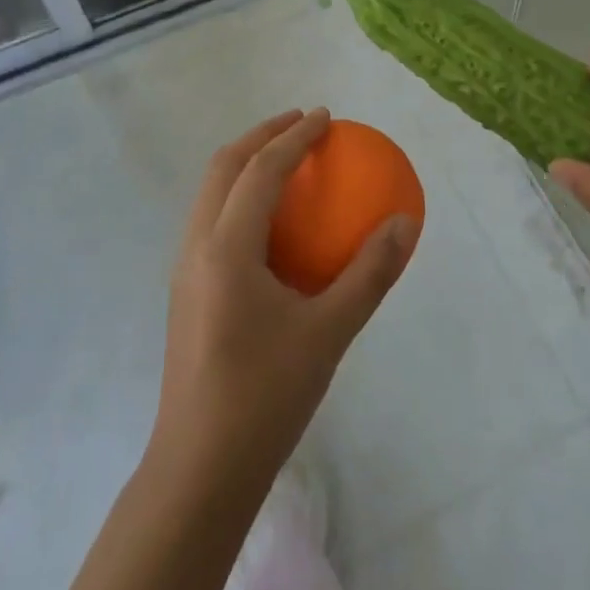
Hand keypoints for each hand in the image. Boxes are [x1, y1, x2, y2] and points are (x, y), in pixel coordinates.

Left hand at [150, 108, 418, 493]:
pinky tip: (270, 222)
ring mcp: (184, 269)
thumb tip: (405, 223)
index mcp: (226, 248)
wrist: (200, 471)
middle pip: (223, 167)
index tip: (326, 118)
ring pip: (210, 191)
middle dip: (261, 135)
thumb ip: (369, 273)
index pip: (260, 170)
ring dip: (245, 163)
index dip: (294, 137)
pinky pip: (211, 219)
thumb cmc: (265, 397)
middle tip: (301, 124)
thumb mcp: (330, 333)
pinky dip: (239, 196)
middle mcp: (196, 246)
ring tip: (284, 160)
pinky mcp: (186, 291)